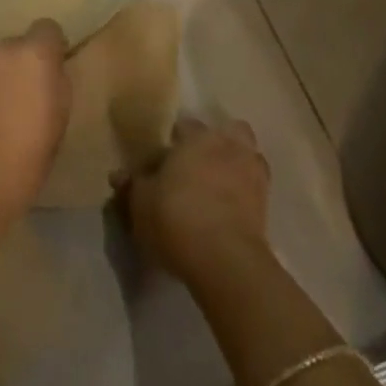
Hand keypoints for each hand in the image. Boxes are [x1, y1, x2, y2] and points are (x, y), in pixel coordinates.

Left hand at [0, 21, 71, 245]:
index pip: (47, 29)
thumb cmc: (19, 169)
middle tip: (16, 108)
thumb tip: (47, 74)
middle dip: (15, 70)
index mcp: (30, 56)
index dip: (49, 51)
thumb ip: (53, 87)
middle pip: (11, 48)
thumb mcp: (56, 127)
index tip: (48, 78)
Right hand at [122, 116, 271, 288]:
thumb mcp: (141, 203)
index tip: (163, 160)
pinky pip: (255, 184)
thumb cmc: (176, 218)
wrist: (225, 259)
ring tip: (218, 183)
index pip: (184, 126)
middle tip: (196, 164)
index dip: (173, 141)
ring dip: (236, 161)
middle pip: (227, 131)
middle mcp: (228, 145)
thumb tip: (119, 174)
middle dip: (215, 142)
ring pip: (247, 153)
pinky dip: (245, 189)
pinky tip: (231, 205)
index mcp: (197, 137)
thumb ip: (132, 185)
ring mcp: (252, 171)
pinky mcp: (267, 202)